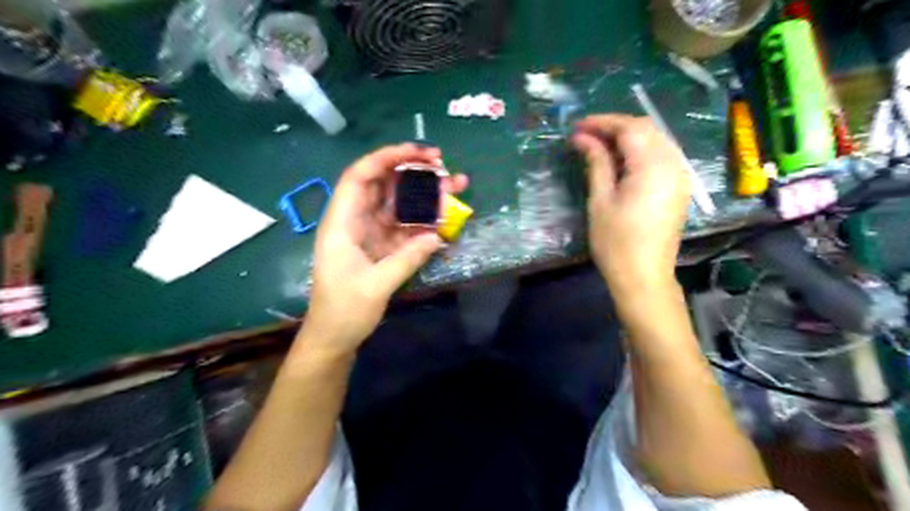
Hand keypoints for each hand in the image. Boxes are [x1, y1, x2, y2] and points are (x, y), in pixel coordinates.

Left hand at [297, 144, 468, 358]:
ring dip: (424, 196)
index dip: (387, 158)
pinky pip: (405, 226)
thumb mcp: (375, 286)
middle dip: (413, 173)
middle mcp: (355, 221)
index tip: (419, 154)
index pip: (360, 177)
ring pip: (398, 204)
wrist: (334, 338)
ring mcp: (370, 233)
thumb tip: (436, 236)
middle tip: (444, 168)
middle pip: (383, 185)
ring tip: (454, 188)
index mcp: (341, 223)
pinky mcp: (382, 247)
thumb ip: (406, 259)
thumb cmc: (343, 311)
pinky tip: (444, 218)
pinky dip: (424, 221)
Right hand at [571, 113, 693, 292]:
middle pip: (646, 129)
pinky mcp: (678, 188)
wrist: (644, 276)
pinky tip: (620, 161)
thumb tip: (582, 138)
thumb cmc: (616, 242)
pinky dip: (640, 151)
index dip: (602, 123)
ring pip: (655, 140)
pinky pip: (661, 156)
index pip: (630, 128)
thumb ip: (596, 163)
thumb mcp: (600, 200)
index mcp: (653, 166)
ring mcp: (680, 176)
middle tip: (585, 135)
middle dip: (615, 127)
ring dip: (627, 137)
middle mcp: (673, 164)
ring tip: (599, 146)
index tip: (577, 127)